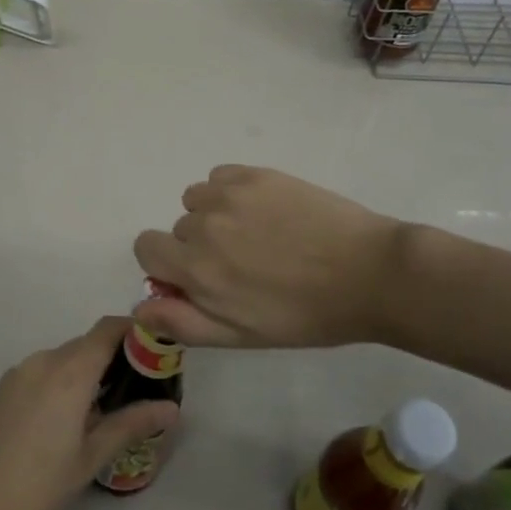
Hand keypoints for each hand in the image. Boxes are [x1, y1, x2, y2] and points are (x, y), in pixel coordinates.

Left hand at [0, 318, 179, 509]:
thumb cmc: (39, 487)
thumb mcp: (91, 457)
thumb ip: (131, 424)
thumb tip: (171, 408)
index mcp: (69, 371)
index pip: (108, 329)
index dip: (134, 331)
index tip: (155, 351)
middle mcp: (42, 360)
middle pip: (87, 344)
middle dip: (115, 358)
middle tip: (139, 389)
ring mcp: (18, 373)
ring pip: (63, 359)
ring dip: (87, 372)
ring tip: (106, 410)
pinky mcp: (2, 390)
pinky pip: (42, 372)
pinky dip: (62, 382)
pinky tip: (67, 420)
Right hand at [132, 165, 407, 348]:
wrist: (369, 273)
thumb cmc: (305, 315)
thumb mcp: (241, 336)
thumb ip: (183, 322)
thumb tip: (141, 307)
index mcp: (195, 268)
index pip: (146, 247)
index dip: (167, 263)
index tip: (199, 276)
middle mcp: (203, 225)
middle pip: (178, 228)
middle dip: (199, 245)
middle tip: (244, 263)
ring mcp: (230, 194)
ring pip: (197, 199)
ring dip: (214, 215)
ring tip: (256, 234)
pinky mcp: (256, 174)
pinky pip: (220, 177)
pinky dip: (231, 192)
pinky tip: (265, 210)